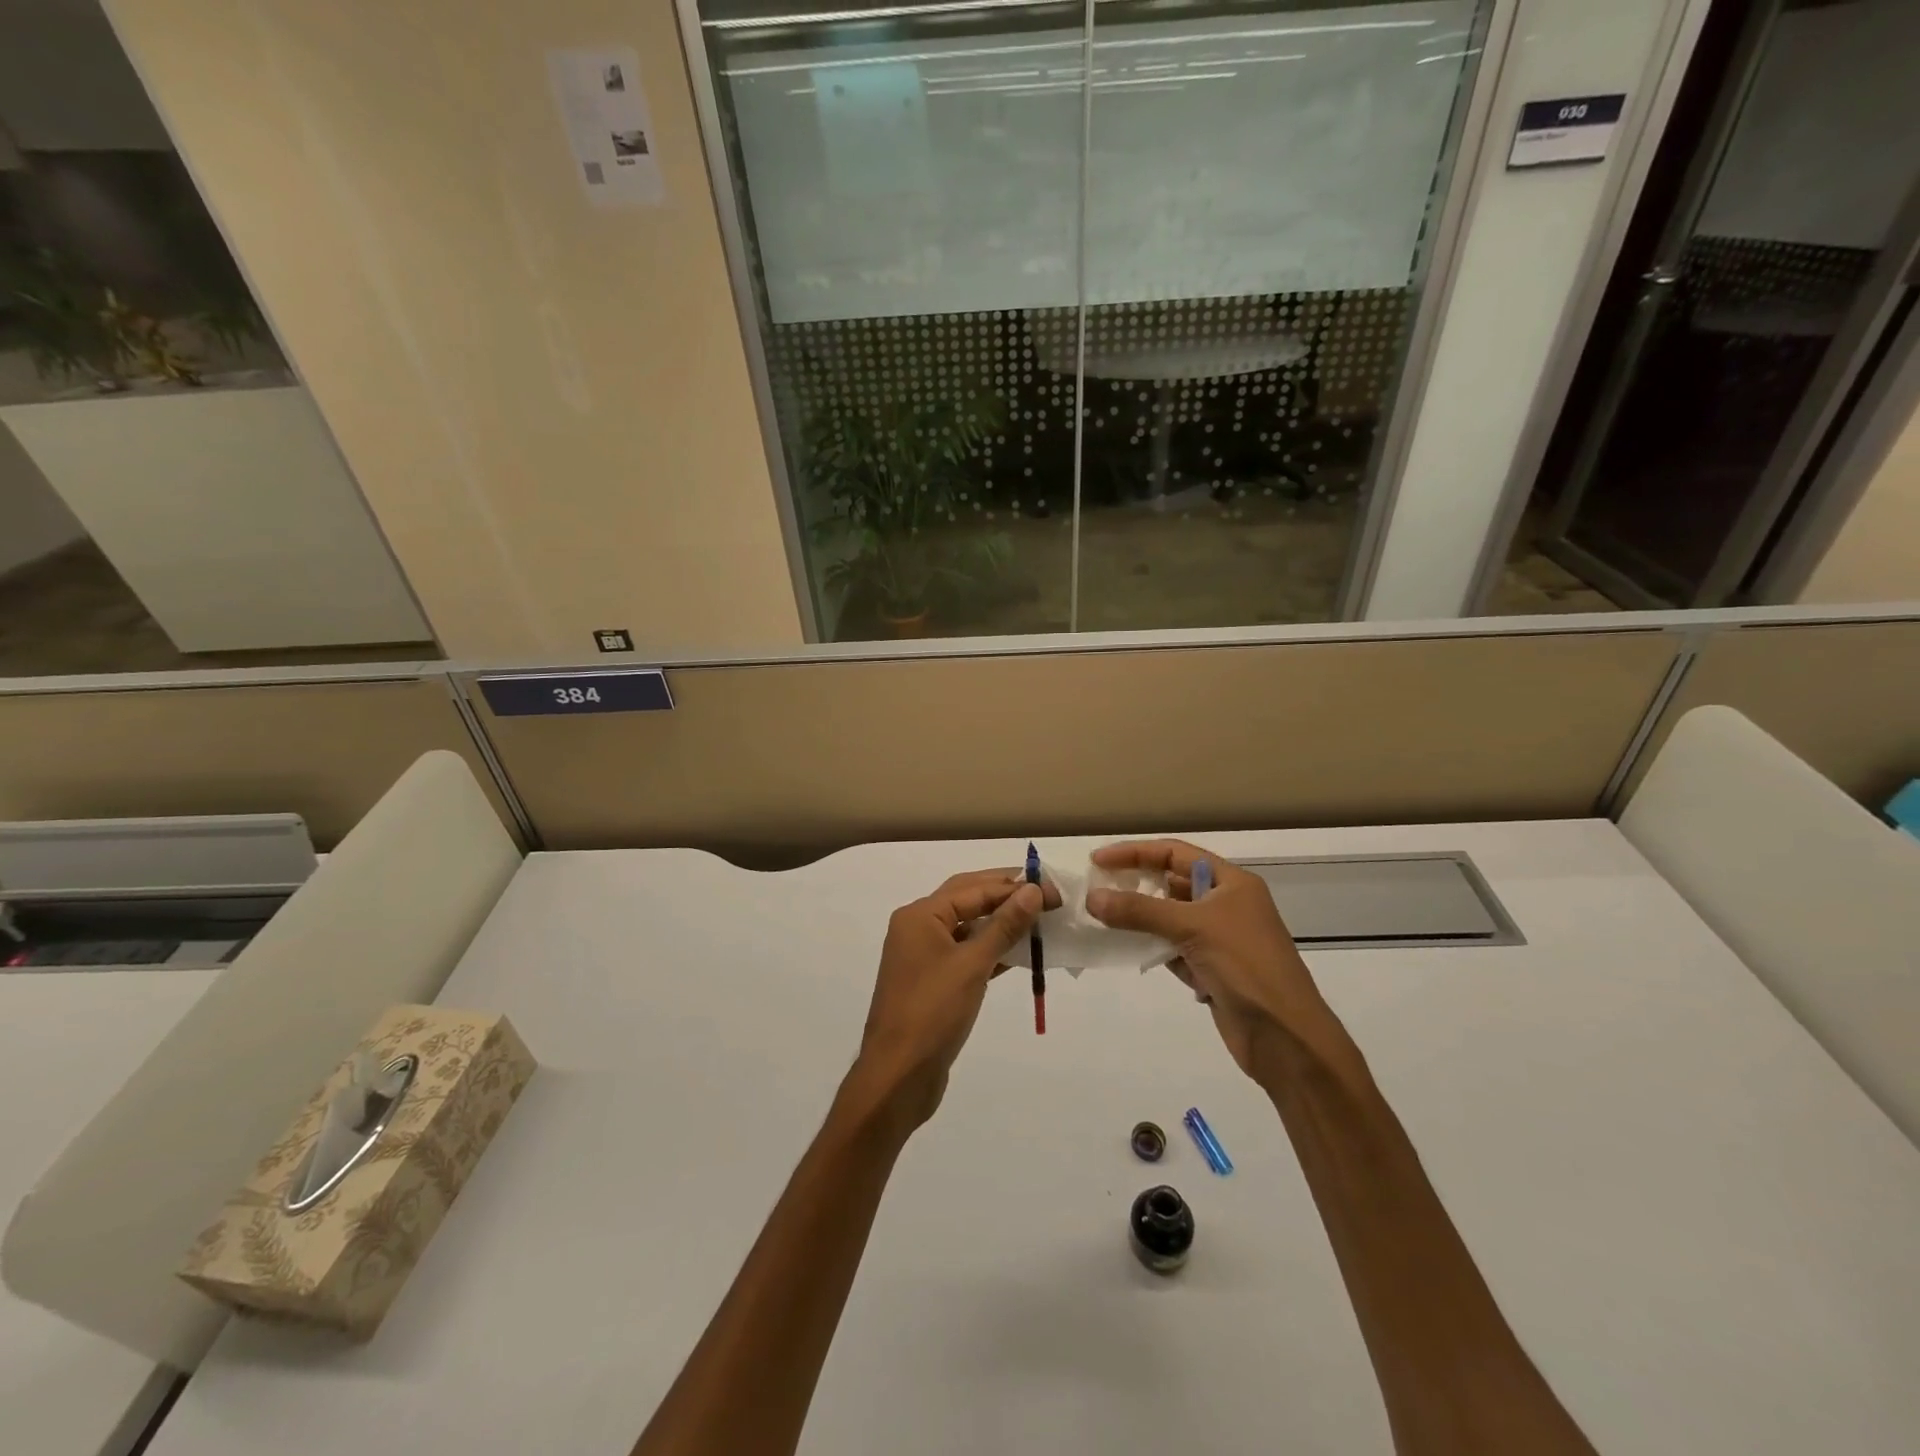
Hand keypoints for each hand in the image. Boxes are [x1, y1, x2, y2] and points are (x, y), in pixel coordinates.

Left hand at [848, 869, 1050, 1135]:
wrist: (898, 1076)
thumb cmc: (933, 1012)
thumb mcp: (973, 964)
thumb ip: (1004, 925)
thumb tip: (1032, 890)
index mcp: (920, 915)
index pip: (973, 888)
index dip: (1013, 886)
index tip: (1051, 888)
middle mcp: (918, 928)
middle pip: (968, 900)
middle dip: (1006, 896)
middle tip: (1046, 896)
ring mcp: (924, 957)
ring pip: (968, 928)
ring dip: (1001, 923)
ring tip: (1040, 920)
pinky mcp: (933, 983)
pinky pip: (966, 954)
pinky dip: (992, 950)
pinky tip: (1021, 953)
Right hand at [1085, 839, 1356, 1081]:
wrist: (1286, 1037)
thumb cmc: (1246, 967)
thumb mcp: (1192, 928)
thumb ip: (1140, 911)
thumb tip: (1092, 897)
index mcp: (1232, 882)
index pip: (1175, 853)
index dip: (1135, 852)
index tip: (1098, 861)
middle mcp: (1226, 904)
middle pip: (1172, 883)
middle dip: (1135, 884)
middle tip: (1096, 889)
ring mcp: (1219, 939)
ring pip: (1169, 918)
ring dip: (1139, 917)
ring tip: (1102, 918)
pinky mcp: (1211, 970)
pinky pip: (1172, 948)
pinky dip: (1150, 947)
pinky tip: (1125, 948)